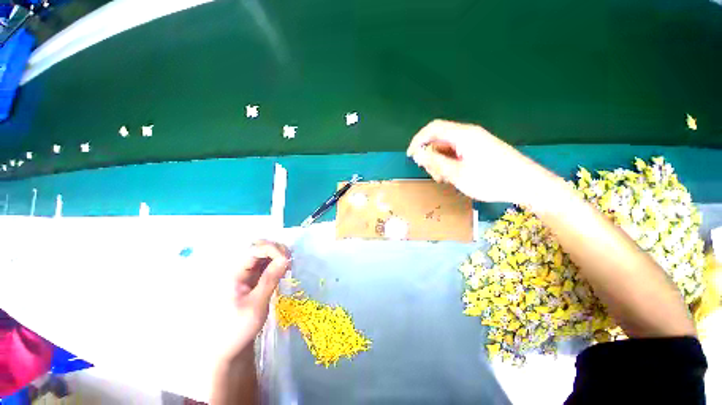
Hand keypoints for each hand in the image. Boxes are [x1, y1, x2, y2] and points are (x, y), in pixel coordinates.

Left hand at [222, 240, 290, 362]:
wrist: (226, 349)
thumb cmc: (237, 329)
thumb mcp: (257, 304)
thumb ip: (270, 279)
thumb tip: (285, 258)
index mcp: (234, 274)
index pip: (254, 250)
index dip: (272, 249)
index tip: (287, 258)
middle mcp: (238, 270)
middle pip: (258, 249)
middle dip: (276, 249)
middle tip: (290, 259)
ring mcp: (245, 275)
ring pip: (263, 255)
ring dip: (277, 255)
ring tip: (289, 263)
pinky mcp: (251, 280)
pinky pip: (265, 265)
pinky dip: (276, 263)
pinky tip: (283, 268)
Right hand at [407, 120, 554, 204]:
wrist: (527, 184)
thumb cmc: (491, 179)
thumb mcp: (457, 173)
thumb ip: (435, 162)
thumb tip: (418, 153)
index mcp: (463, 135)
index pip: (433, 128)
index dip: (418, 140)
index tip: (411, 156)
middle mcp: (468, 135)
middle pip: (439, 140)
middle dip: (431, 156)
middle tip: (434, 175)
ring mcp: (475, 143)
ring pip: (448, 148)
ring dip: (441, 163)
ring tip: (445, 179)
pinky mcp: (480, 150)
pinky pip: (458, 154)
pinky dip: (451, 164)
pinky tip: (454, 177)